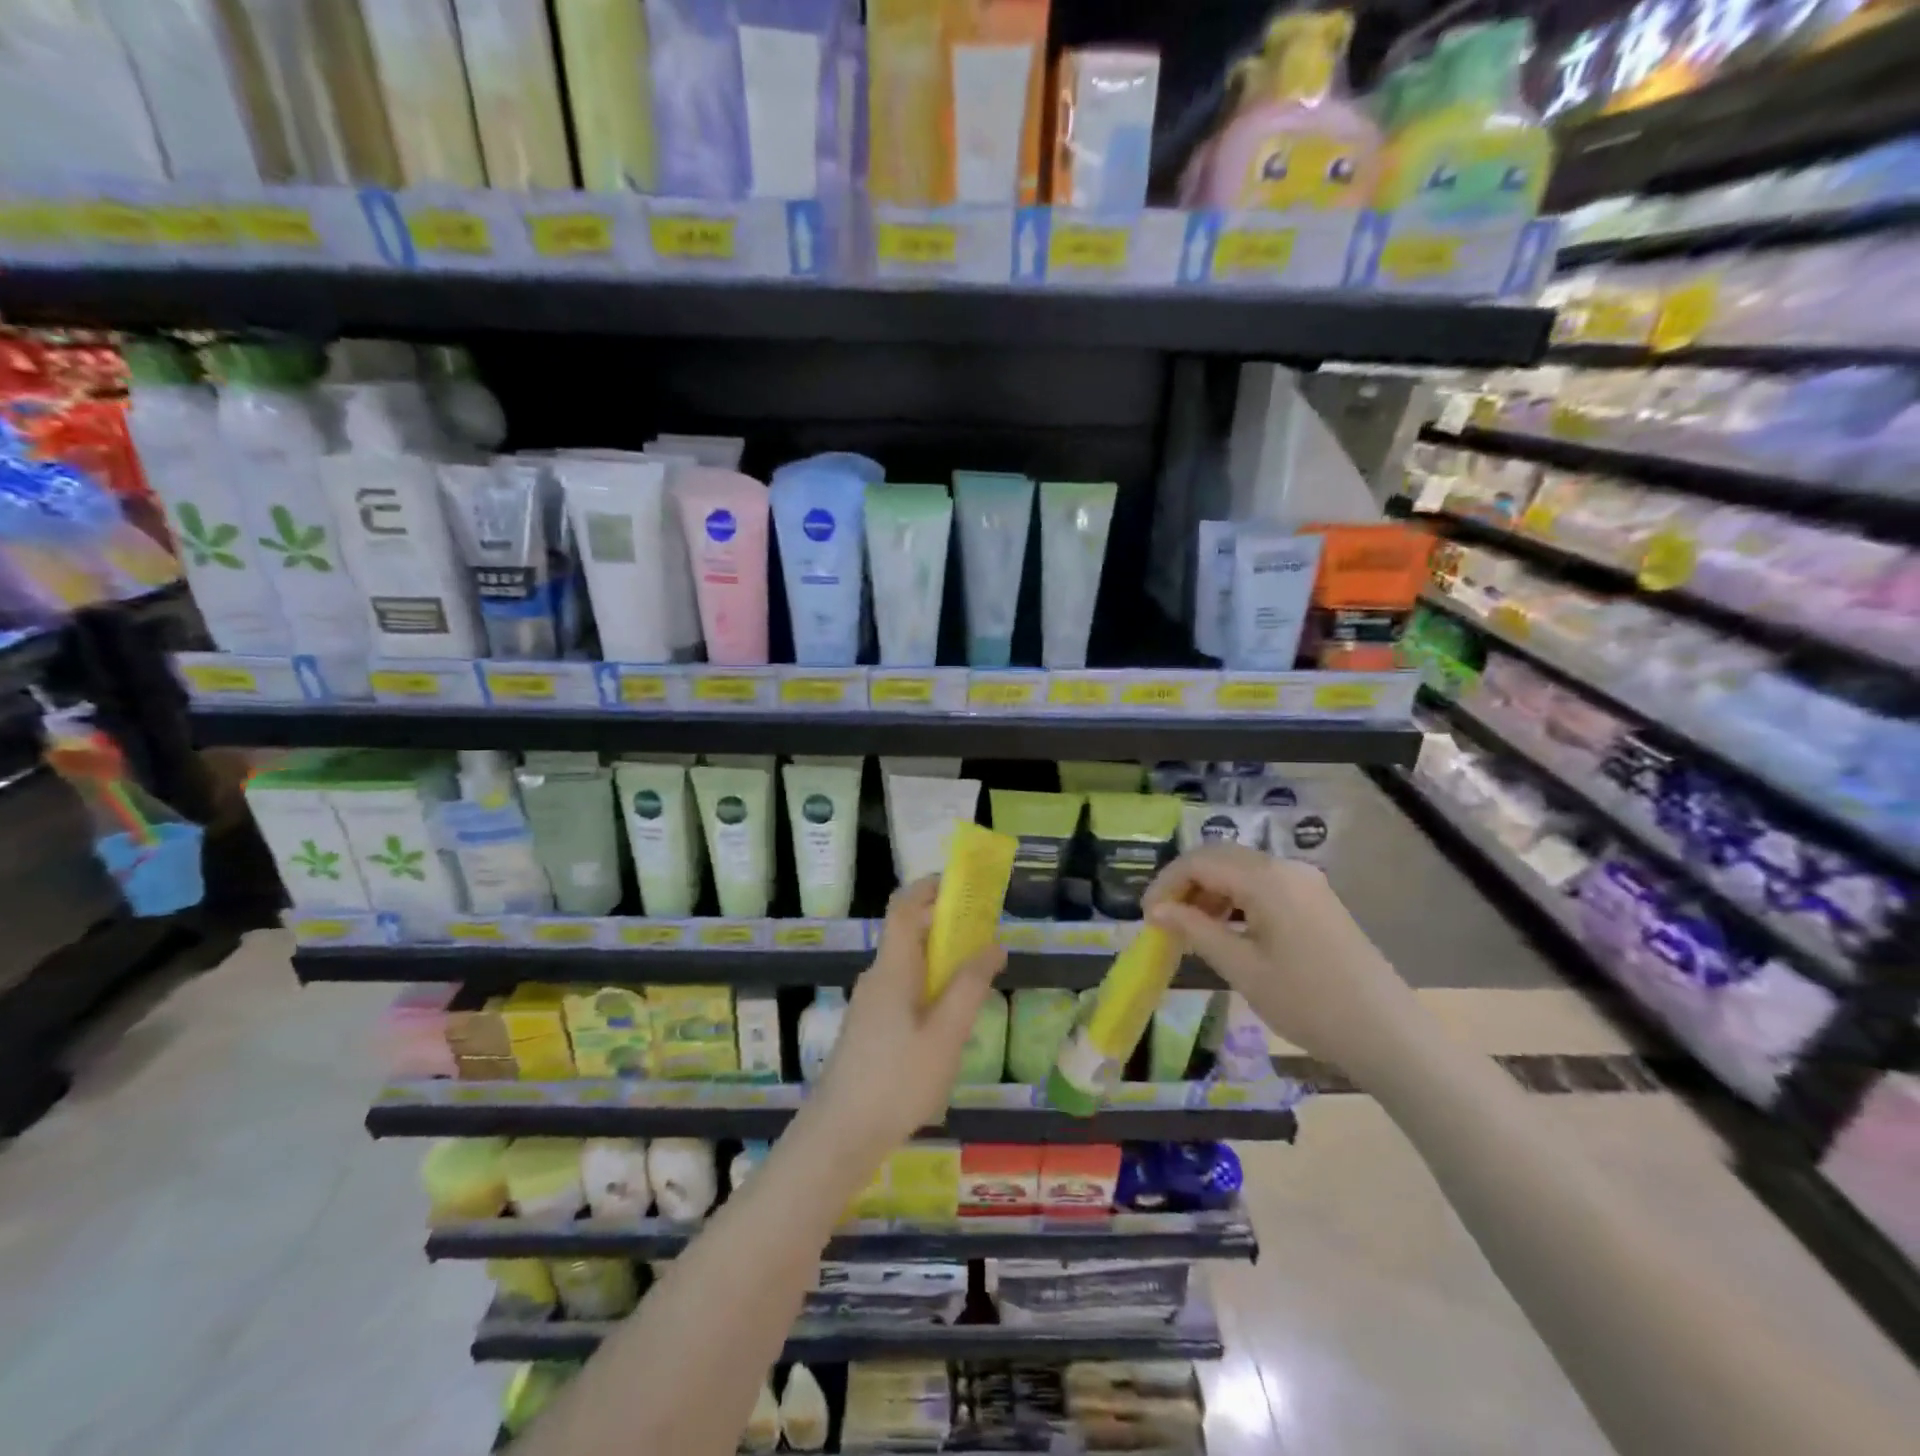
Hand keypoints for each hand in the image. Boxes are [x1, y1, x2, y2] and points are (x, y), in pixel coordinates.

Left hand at [810, 877, 1007, 1165]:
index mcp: (892, 968)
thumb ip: (969, 987)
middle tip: (988, 941)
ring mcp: (871, 1003)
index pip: (904, 906)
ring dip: (943, 964)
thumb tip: (993, 944)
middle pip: (911, 934)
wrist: (840, 1135)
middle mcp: (877, 976)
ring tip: (978, 986)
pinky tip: (951, 1027)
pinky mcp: (870, 1028)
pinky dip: (931, 990)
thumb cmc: (896, 1080)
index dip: (930, 887)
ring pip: (910, 966)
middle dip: (949, 928)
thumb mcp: (945, 1035)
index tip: (964, 885)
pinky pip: (905, 991)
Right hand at [1143, 844, 1415, 1074]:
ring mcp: (1306, 882)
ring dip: (1210, 891)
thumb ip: (1196, 930)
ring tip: (1192, 929)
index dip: (1166, 884)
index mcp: (1266, 879)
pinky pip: (1264, 884)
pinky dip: (1236, 899)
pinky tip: (1228, 931)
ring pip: (1241, 869)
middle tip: (1164, 920)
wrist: (1388, 1034)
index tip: (1147, 917)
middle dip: (1185, 884)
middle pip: (1220, 857)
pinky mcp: (1317, 900)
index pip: (1199, 862)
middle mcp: (1286, 868)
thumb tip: (1156, 910)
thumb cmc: (1308, 1003)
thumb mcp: (1243, 968)